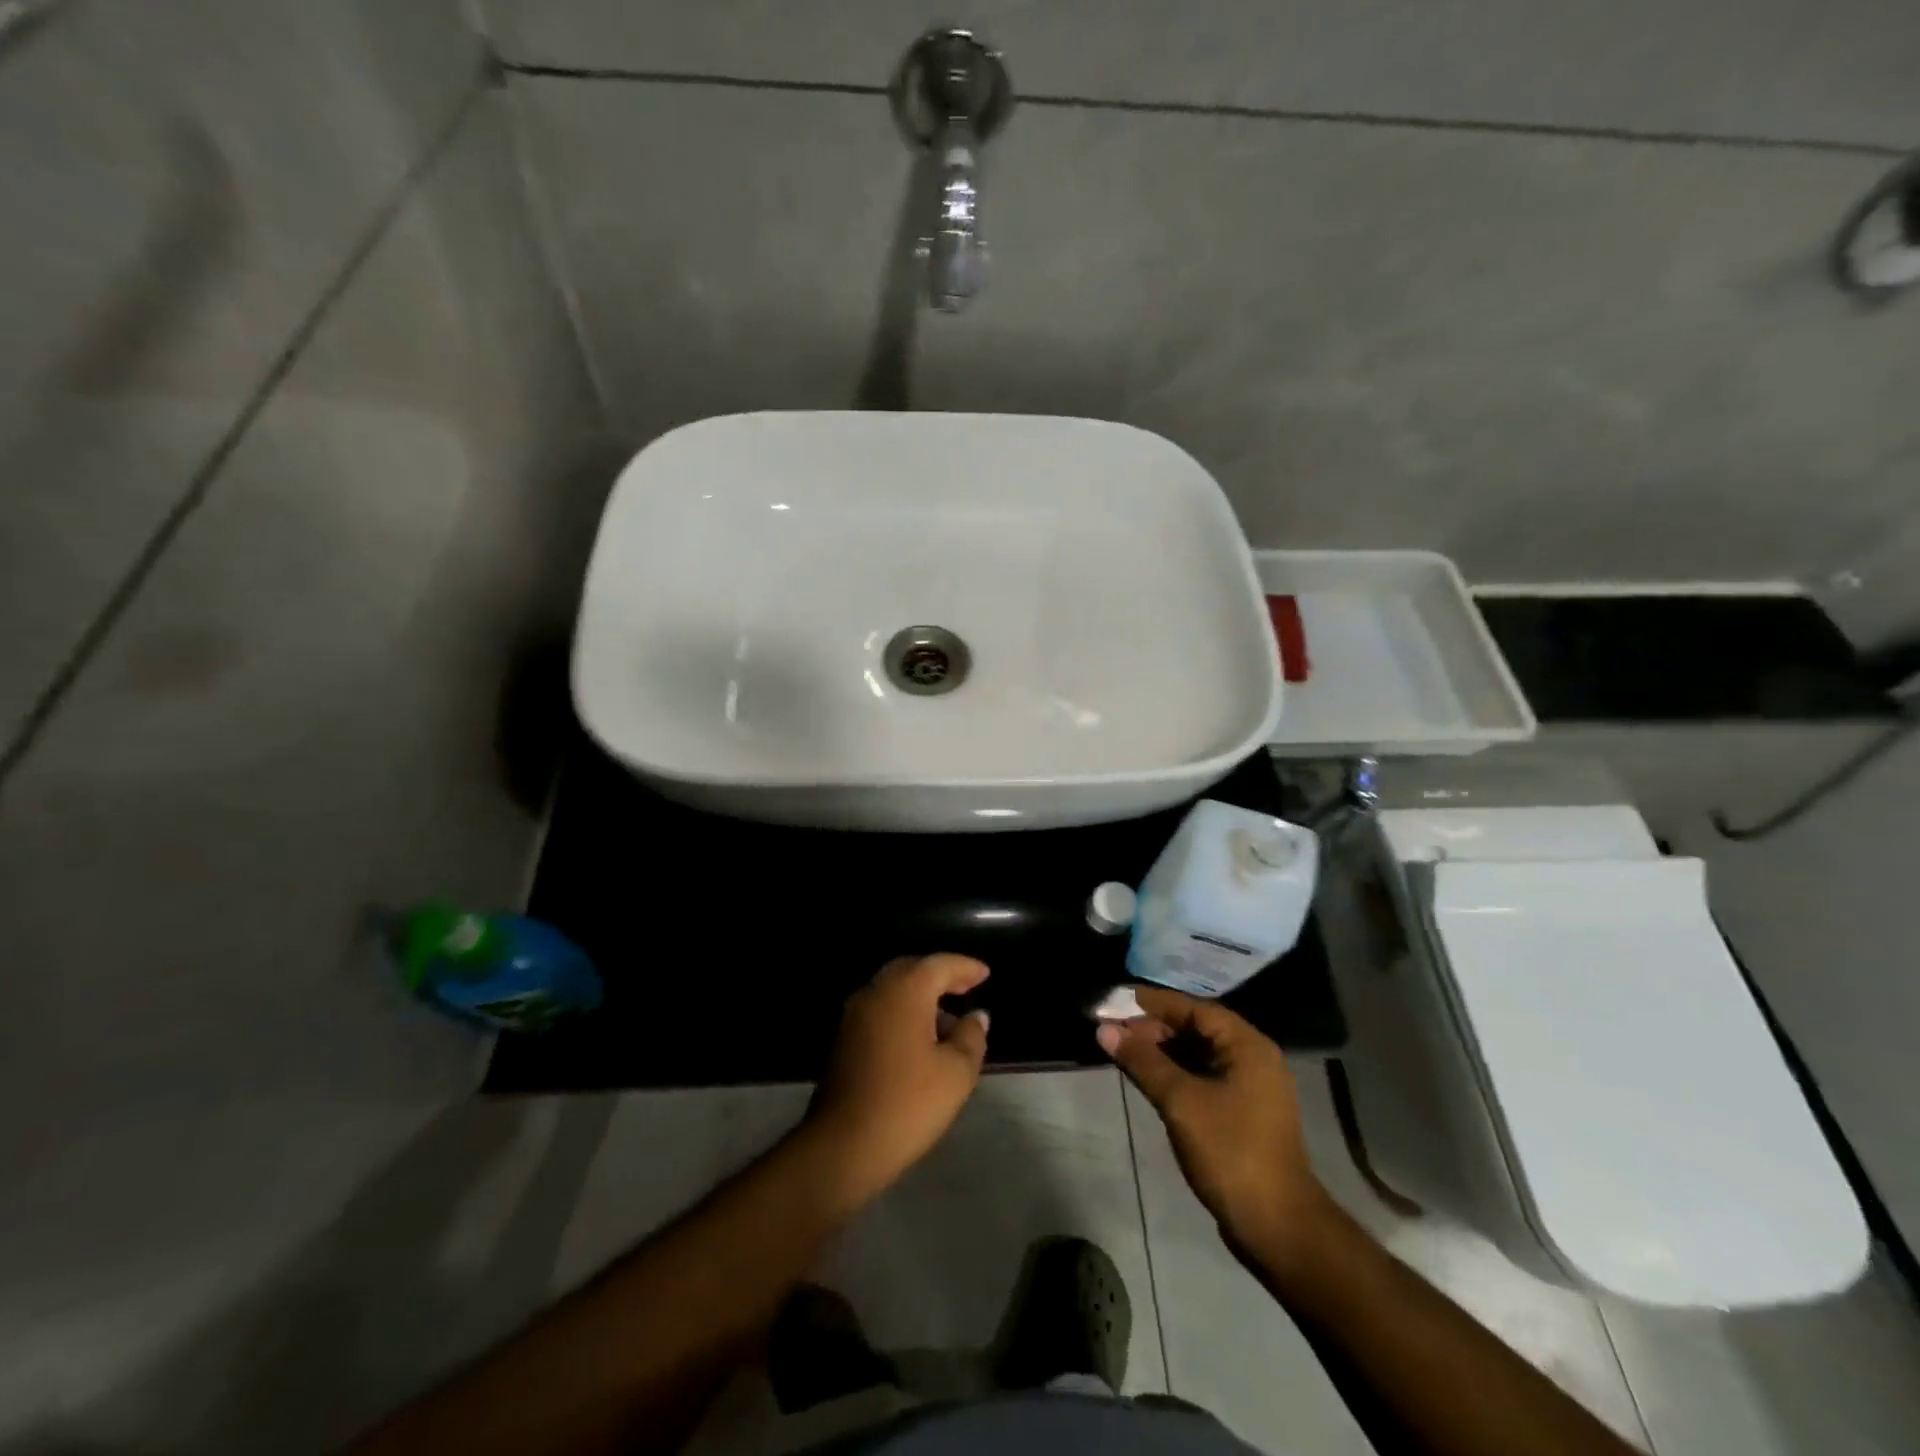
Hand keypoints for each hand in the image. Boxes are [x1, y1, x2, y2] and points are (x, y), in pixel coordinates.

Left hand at [804, 955, 991, 1206]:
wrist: (843, 1145)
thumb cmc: (907, 1103)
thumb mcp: (956, 1073)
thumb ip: (971, 1037)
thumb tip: (976, 1016)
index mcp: (905, 991)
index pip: (940, 964)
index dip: (965, 967)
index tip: (985, 973)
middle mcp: (876, 992)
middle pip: (912, 969)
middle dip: (940, 975)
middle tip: (966, 987)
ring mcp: (854, 1014)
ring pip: (893, 989)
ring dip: (921, 995)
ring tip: (948, 1021)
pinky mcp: (844, 1038)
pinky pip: (880, 1009)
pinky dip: (903, 1011)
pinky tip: (920, 1039)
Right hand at [1098, 986, 1330, 1264]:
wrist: (1277, 1226)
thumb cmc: (1230, 1151)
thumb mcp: (1180, 1101)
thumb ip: (1142, 1061)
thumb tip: (1104, 1029)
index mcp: (1247, 1045)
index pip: (1193, 1008)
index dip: (1152, 1003)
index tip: (1114, 1001)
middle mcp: (1253, 1058)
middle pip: (1196, 1028)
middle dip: (1154, 1027)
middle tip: (1113, 1030)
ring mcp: (1250, 1087)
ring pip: (1198, 1054)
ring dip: (1162, 1051)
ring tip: (1123, 1050)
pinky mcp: (1242, 1113)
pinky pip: (1203, 1077)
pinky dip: (1175, 1072)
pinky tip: (1148, 1078)